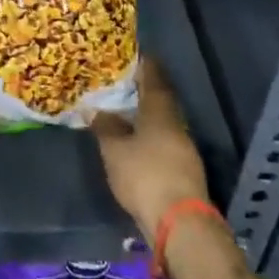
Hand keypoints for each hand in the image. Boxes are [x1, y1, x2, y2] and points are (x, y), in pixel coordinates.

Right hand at [92, 56, 210, 240]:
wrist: (179, 224)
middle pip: (159, 99)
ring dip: (145, 115)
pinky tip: (134, 142)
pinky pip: (163, 142)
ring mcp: (183, 148)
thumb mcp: (115, 149)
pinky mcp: (183, 170)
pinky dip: (148, 136)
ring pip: (162, 121)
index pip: (153, 76)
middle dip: (142, 90)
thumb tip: (94, 108)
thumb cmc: (144, 174)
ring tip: (122, 112)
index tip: (129, 54)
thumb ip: (105, 126)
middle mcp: (175, 123)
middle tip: (120, 83)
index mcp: (160, 110)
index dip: (143, 63)